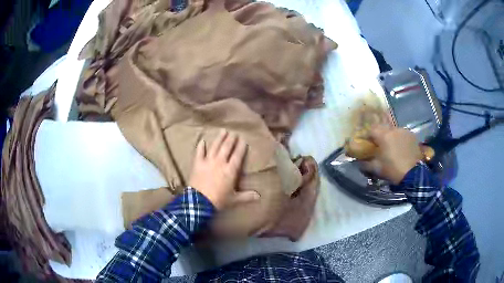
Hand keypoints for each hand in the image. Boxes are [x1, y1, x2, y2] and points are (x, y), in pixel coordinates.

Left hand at [189, 129, 259, 209]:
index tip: (243, 140)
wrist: (199, 202)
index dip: (241, 147)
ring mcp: (208, 161)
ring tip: (223, 131)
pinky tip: (202, 141)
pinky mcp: (198, 164)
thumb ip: (247, 196)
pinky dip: (200, 146)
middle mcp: (220, 162)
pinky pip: (199, 152)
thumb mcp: (234, 199)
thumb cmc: (218, 200)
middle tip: (234, 133)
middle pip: (226, 148)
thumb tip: (259, 196)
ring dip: (219, 138)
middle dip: (231, 139)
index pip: (237, 155)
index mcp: (230, 170)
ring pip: (215, 147)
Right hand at [360, 125, 422, 184]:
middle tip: (379, 146)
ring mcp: (404, 131)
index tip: (366, 143)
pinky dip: (399, 139)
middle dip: (379, 136)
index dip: (367, 136)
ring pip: (393, 131)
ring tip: (391, 148)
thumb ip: (366, 164)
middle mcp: (394, 129)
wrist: (414, 174)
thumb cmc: (393, 170)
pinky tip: (400, 149)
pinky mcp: (412, 136)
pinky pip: (402, 135)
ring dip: (390, 137)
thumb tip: (359, 162)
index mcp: (384, 135)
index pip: (371, 129)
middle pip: (383, 128)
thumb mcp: (377, 169)